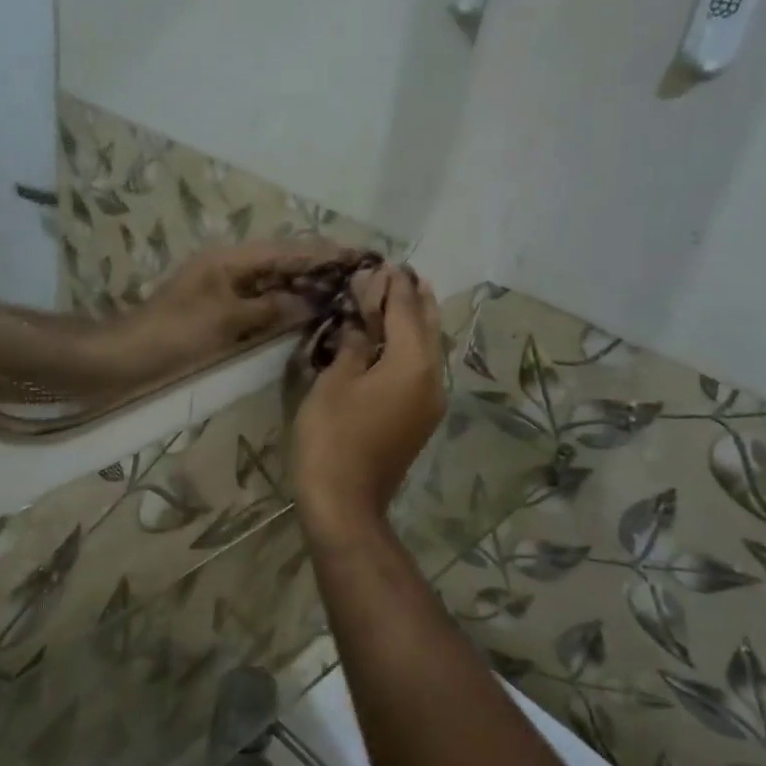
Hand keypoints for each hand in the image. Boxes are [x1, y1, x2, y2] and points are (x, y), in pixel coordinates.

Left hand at [122, 240, 365, 378]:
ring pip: (275, 284)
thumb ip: (270, 309)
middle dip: (320, 269)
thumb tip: (313, 302)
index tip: (360, 255)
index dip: (324, 253)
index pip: (287, 250)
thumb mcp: (225, 320)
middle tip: (360, 278)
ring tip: (345, 295)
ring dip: (305, 289)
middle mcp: (231, 268)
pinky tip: (308, 316)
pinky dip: (285, 307)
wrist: (128, 357)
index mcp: (231, 260)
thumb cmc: (174, 334)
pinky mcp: (221, 313)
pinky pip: (262, 304)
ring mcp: (226, 290)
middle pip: (284, 263)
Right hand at [292, 265, 446, 546]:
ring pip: (429, 351)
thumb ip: (351, 345)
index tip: (388, 262)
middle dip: (416, 299)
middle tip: (406, 273)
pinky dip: (411, 349)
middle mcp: (432, 378)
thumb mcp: (334, 383)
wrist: (346, 502)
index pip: (405, 311)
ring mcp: (430, 402)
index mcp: (412, 363)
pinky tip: (397, 344)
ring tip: (410, 298)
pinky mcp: (420, 420)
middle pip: (427, 328)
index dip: (394, 286)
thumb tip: (359, 324)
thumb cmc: (333, 437)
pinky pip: (421, 371)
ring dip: (418, 323)